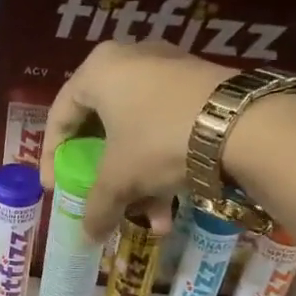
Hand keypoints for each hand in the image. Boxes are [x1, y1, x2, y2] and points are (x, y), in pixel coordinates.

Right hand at [40, 41, 229, 240]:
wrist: (242, 125)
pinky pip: (166, 127)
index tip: (56, 187)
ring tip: (150, 217)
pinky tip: (173, 207)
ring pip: (138, 132)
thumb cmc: (158, 140)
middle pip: (102, 126)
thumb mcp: (120, 179)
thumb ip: (97, 207)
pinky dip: (164, 164)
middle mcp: (129, 59)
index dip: (53, 157)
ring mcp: (168, 69)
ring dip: (139, 179)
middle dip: (103, 173)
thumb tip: (87, 236)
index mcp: (97, 70)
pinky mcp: (199, 85)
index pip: (60, 116)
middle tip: (100, 196)